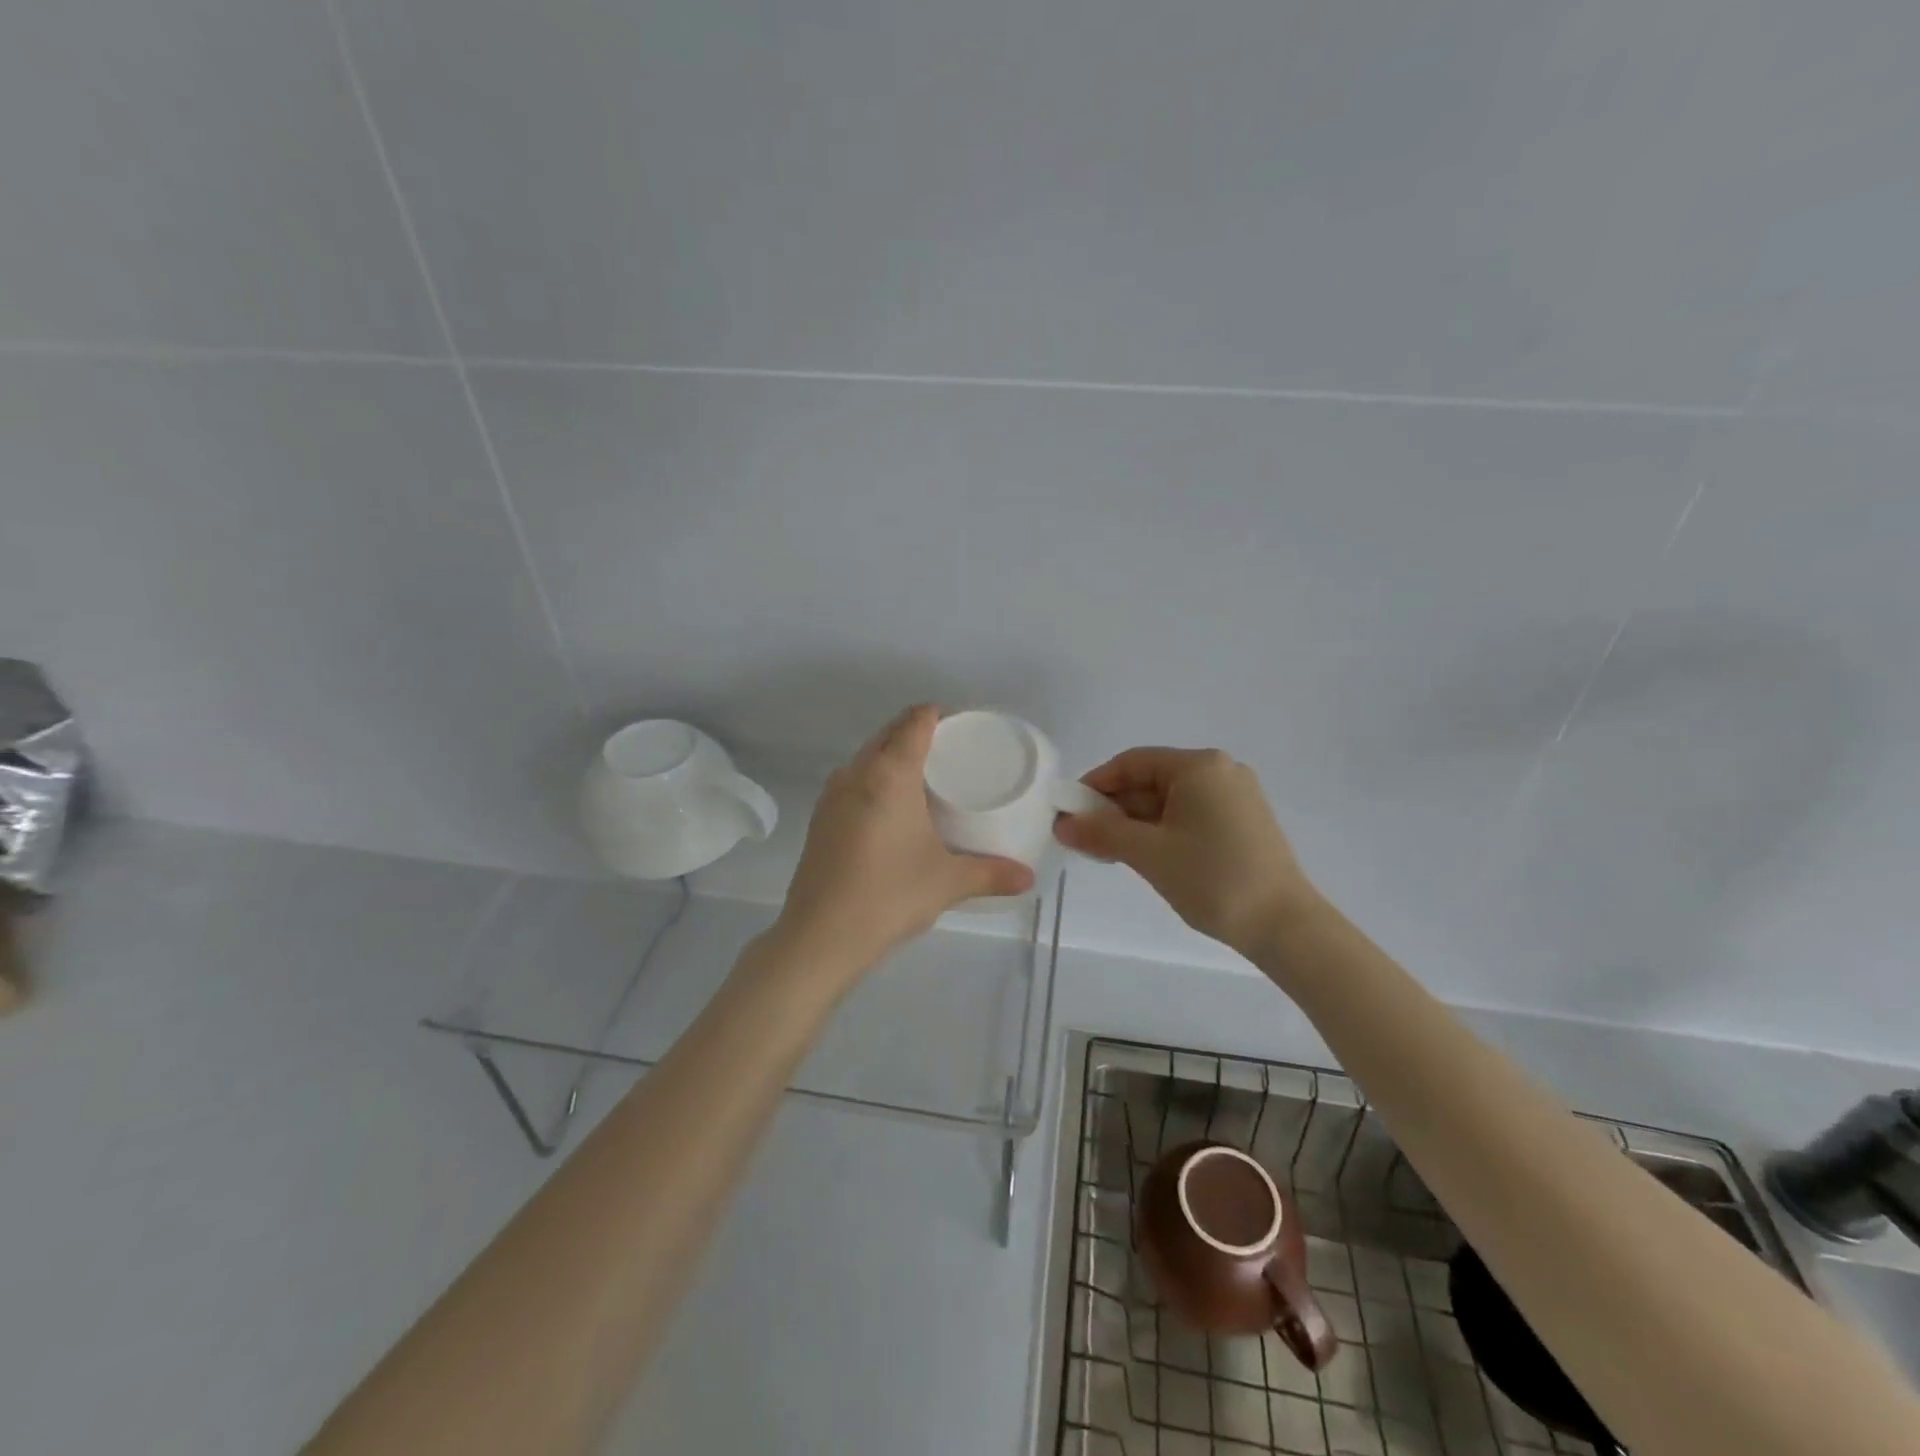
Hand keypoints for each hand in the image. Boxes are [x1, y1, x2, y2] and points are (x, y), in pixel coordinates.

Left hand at [773, 706, 1034, 978]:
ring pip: (867, 757)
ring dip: (892, 755)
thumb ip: (991, 874)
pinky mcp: (819, 818)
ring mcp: (832, 795)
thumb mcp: (948, 883)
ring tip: (924, 777)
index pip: (914, 722)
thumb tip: (1028, 878)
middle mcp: (856, 773)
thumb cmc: (889, 896)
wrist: (819, 936)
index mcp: (889, 774)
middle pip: (888, 733)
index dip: (938, 714)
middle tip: (951, 750)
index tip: (961, 723)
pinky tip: (891, 809)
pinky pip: (853, 781)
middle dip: (917, 731)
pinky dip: (874, 779)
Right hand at [1054, 747, 1319, 955]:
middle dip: (1115, 807)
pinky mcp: (1244, 822)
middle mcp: (1221, 771)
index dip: (1096, 784)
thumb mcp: (1148, 853)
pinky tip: (1146, 856)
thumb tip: (1062, 824)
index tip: (1071, 812)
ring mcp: (1236, 797)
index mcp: (1199, 766)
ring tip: (1110, 853)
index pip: (1132, 762)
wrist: (1285, 926)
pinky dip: (1163, 830)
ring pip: (1170, 800)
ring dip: (1136, 822)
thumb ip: (1101, 833)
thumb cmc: (1212, 879)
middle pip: (1151, 779)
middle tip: (1087, 839)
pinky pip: (1191, 815)